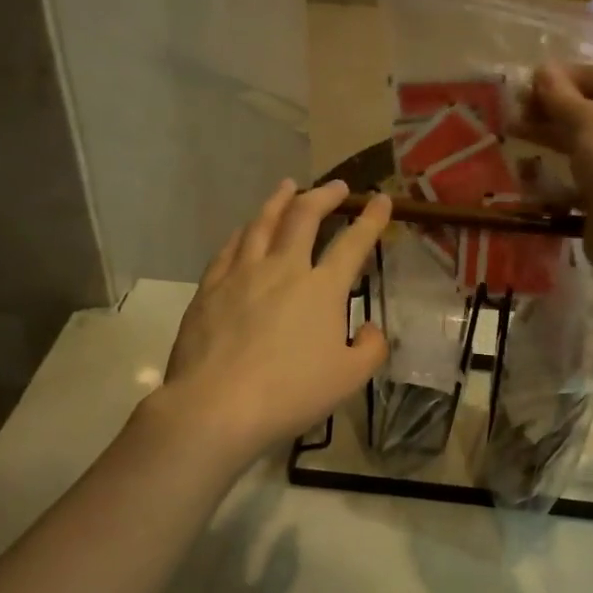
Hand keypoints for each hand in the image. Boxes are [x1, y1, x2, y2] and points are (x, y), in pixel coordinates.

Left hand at [156, 180, 389, 463]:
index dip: (371, 219)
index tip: (381, 199)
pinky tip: (244, 230)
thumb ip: (370, 349)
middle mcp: (283, 269)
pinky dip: (243, 232)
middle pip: (303, 217)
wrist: (217, 405)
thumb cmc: (291, 393)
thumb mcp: (349, 379)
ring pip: (262, 223)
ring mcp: (242, 274)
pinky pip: (230, 248)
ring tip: (287, 187)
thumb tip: (369, 328)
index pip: (353, 243)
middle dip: (323, 196)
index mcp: (322, 289)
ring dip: (279, 200)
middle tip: (336, 187)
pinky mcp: (210, 288)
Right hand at [511, 62, 592, 276]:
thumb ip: (560, 95)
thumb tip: (543, 69)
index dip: (563, 76)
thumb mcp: (585, 118)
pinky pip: (576, 175)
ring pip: (579, 142)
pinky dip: (553, 172)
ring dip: (546, 136)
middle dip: (549, 107)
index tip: (527, 84)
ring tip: (511, 133)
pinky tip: (526, 172)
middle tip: (512, 111)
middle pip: (586, 108)